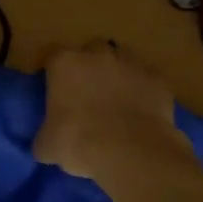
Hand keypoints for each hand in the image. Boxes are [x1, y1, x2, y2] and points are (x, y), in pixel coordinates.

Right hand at [35, 40, 184, 180]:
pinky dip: (144, 92)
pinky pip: (147, 82)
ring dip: (118, 75)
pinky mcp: (158, 81)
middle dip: (89, 65)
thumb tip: (44, 143)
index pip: (51, 54)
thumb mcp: (47, 145)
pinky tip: (141, 112)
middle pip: (91, 50)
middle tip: (87, 91)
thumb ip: (44, 136)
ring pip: (123, 61)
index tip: (51, 85)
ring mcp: (132, 65)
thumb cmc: (78, 142)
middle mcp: (98, 56)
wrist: (131, 152)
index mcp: (65, 64)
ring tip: (116, 100)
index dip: (51, 69)